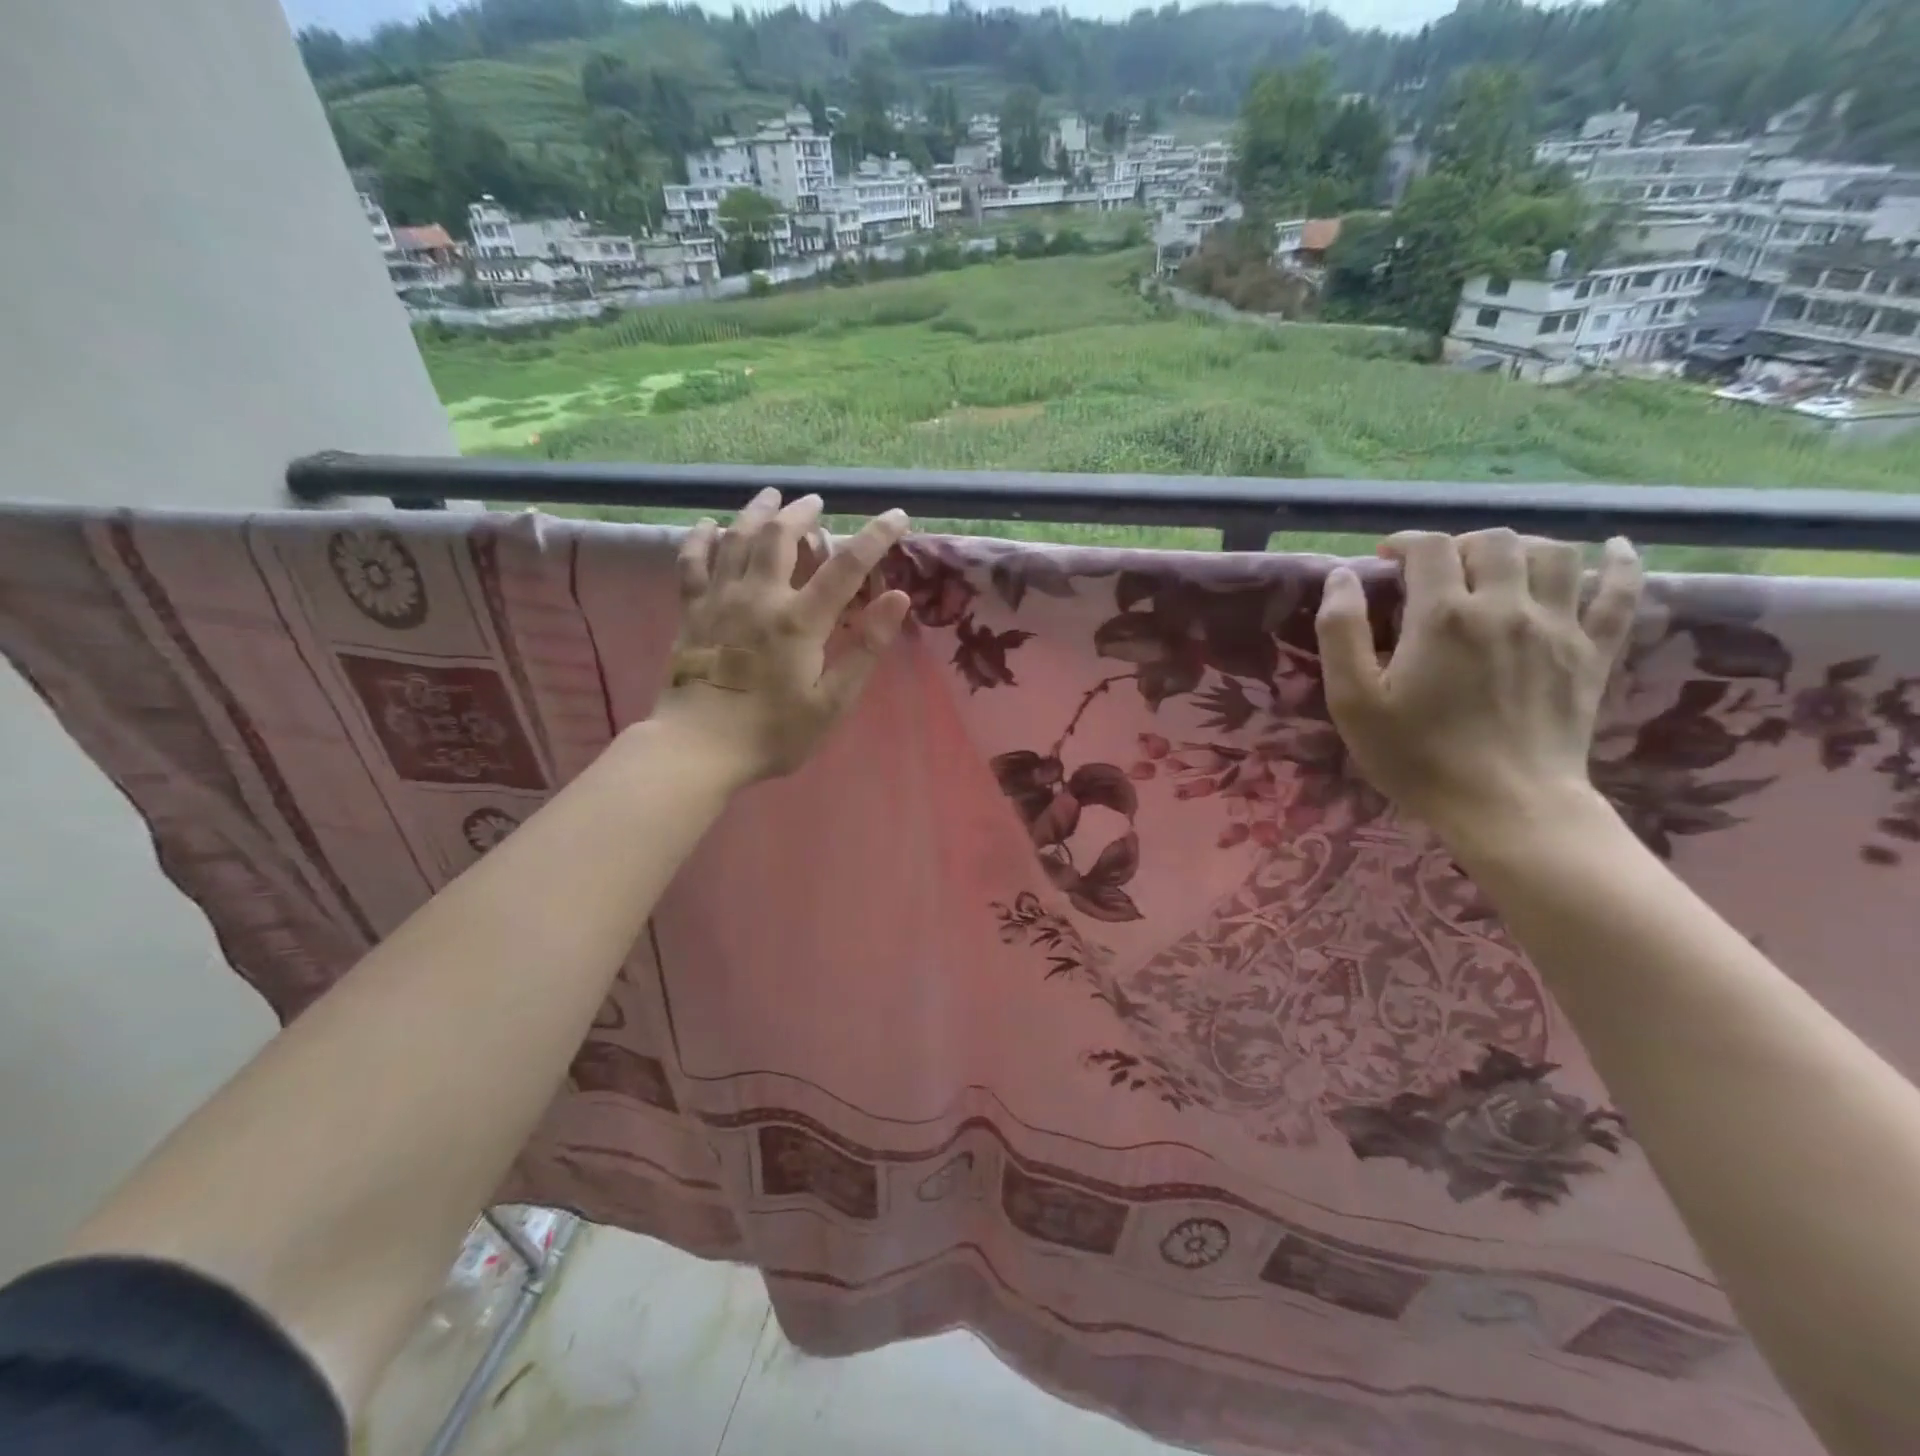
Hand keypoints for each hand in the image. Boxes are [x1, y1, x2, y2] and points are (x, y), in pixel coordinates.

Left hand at [650, 489, 910, 784]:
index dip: (875, 537)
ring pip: (736, 538)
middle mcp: (759, 597)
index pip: (846, 566)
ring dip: (756, 512)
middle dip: (802, 513)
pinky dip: (702, 538)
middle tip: (816, 502)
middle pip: (781, 536)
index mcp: (799, 621)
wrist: (698, 749)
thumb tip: (898, 598)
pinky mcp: (691, 611)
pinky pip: (693, 561)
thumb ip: (865, 649)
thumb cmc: (772, 732)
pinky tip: (710, 525)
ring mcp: (720, 600)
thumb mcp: (831, 702)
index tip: (897, 516)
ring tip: (771, 497)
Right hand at [1314, 529, 1642, 842]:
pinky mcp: (1594, 653)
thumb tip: (1342, 576)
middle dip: (1459, 545)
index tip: (1386, 560)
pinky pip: (1621, 592)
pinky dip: (1619, 563)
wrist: (1505, 806)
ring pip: (1555, 553)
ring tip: (1499, 566)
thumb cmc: (1416, 756)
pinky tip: (1613, 549)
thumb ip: (1341, 632)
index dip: (1405, 543)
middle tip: (1437, 572)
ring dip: (1522, 547)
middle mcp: (1506, 606)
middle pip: (1494, 542)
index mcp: (1444, 616)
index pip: (1430, 548)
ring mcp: (1560, 627)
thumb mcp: (1353, 700)